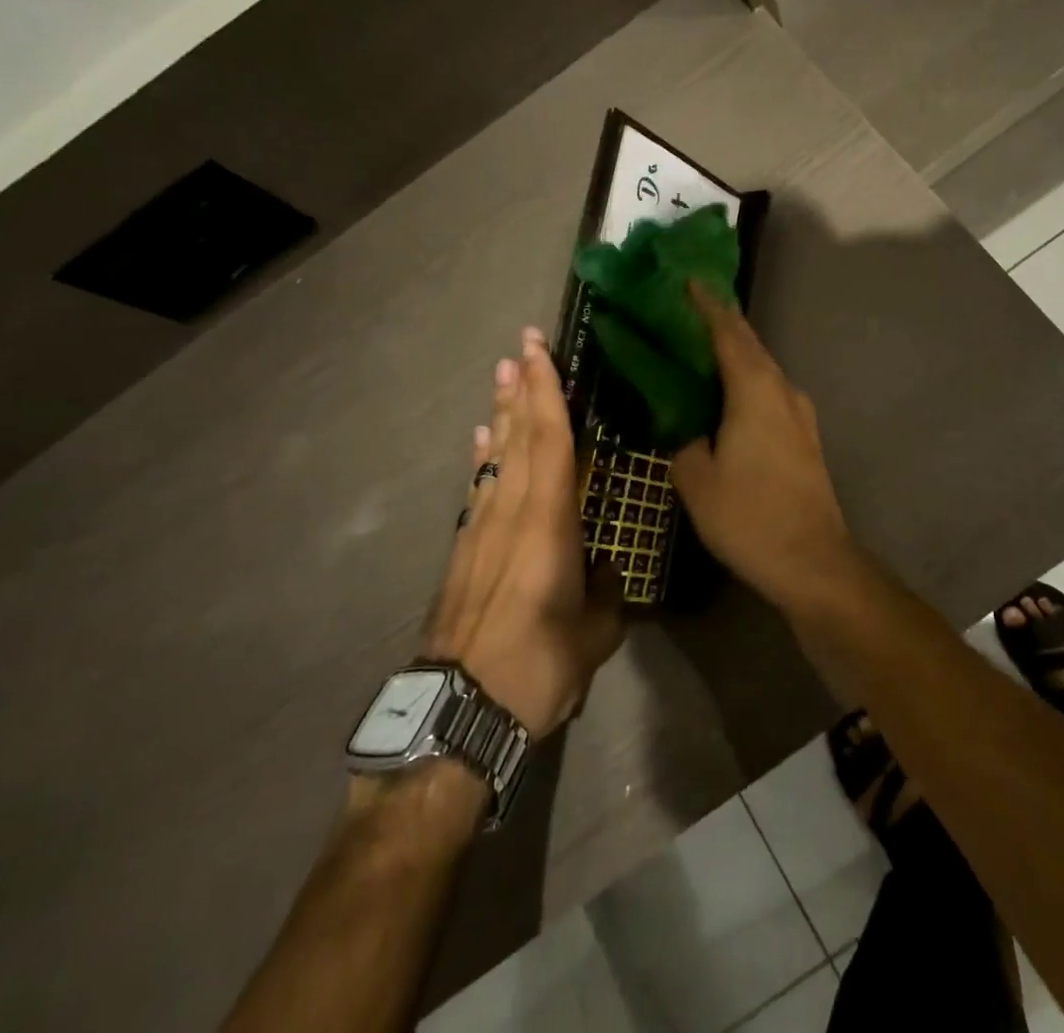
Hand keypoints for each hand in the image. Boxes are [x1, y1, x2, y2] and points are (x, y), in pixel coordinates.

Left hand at [425, 328, 623, 739]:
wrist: (458, 713)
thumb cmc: (536, 667)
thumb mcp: (594, 635)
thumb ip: (605, 595)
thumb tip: (606, 571)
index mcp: (547, 523)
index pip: (550, 441)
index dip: (546, 391)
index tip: (538, 350)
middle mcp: (510, 513)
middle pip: (518, 438)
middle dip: (521, 390)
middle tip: (519, 348)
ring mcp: (480, 531)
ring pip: (496, 459)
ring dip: (501, 416)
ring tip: (502, 379)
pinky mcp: (462, 553)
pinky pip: (478, 490)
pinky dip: (483, 460)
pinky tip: (483, 444)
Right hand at [671, 287, 862, 610]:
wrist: (813, 560)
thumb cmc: (749, 516)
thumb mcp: (697, 480)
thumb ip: (683, 442)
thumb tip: (685, 428)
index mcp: (755, 390)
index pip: (728, 332)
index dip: (707, 304)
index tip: (688, 280)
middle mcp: (782, 390)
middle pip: (749, 344)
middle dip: (721, 321)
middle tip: (688, 306)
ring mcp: (799, 413)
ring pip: (762, 368)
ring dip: (735, 351)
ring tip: (701, 346)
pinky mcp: (804, 435)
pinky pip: (769, 391)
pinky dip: (746, 380)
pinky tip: (727, 394)